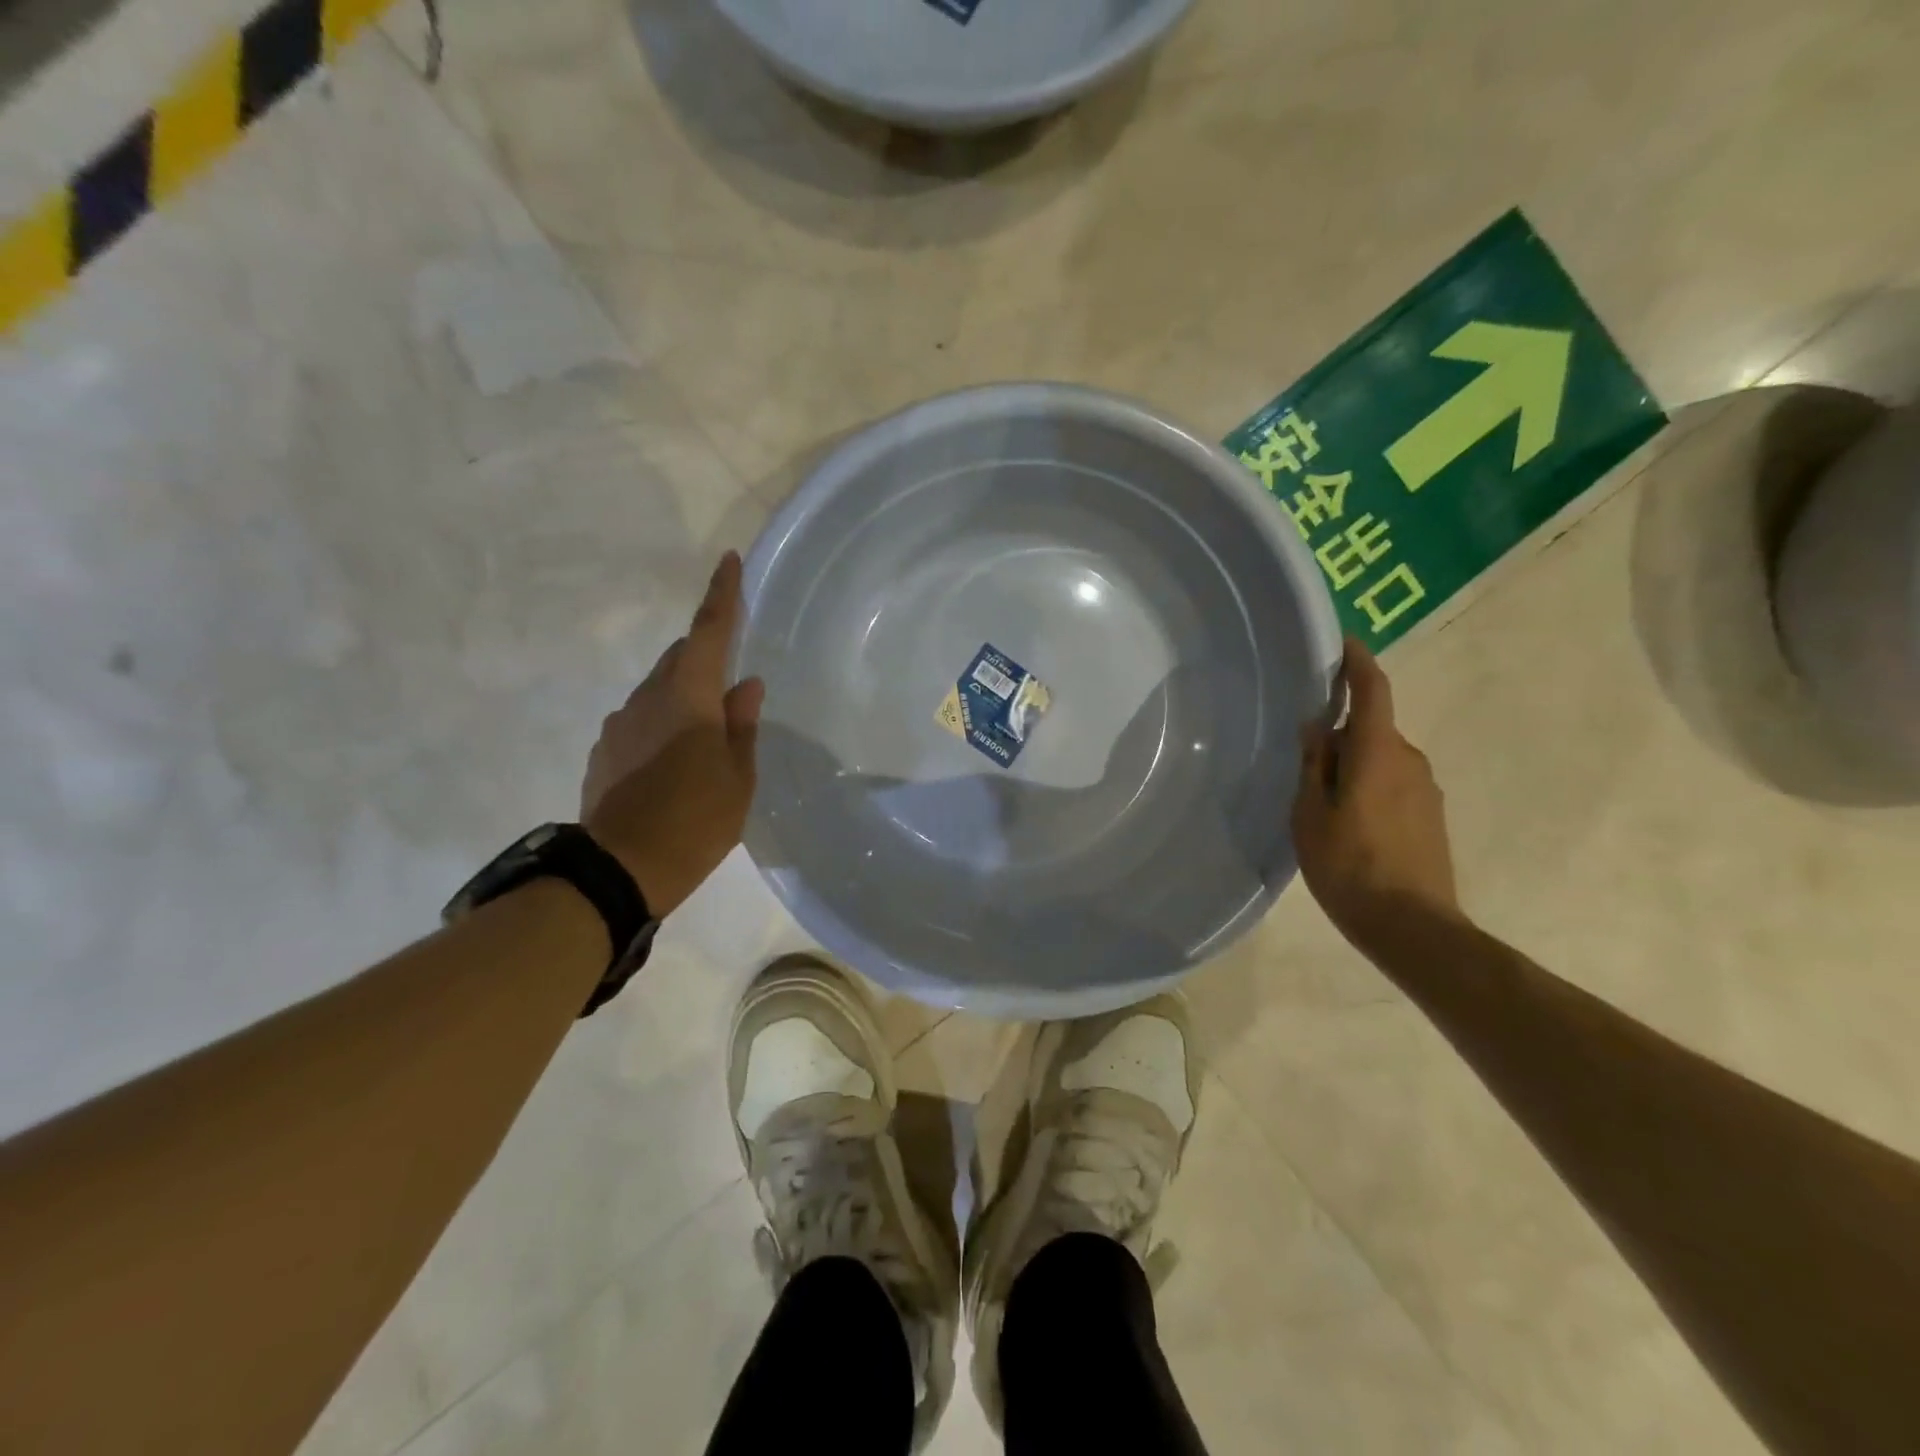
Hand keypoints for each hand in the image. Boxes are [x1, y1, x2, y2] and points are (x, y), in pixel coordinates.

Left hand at [580, 552, 763, 916]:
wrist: (619, 871)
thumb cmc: (696, 820)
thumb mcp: (737, 777)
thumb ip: (742, 725)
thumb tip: (745, 686)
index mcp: (688, 696)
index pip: (708, 631)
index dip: (721, 595)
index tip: (727, 561)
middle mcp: (647, 697)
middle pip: (680, 659)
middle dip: (705, 660)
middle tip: (730, 692)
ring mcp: (618, 724)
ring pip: (658, 692)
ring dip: (682, 699)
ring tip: (703, 743)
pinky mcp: (603, 751)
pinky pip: (639, 721)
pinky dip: (661, 727)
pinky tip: (672, 766)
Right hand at [1292, 638, 1462, 947]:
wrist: (1411, 926)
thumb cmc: (1349, 864)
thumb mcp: (1310, 814)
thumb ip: (1314, 765)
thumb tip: (1318, 726)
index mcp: (1378, 752)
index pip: (1373, 691)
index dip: (1359, 663)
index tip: (1345, 643)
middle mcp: (1410, 760)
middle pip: (1372, 730)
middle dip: (1341, 734)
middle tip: (1304, 759)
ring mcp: (1426, 789)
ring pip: (1382, 760)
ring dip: (1354, 766)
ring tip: (1321, 801)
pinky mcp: (1431, 815)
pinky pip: (1393, 784)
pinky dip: (1369, 787)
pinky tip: (1348, 824)